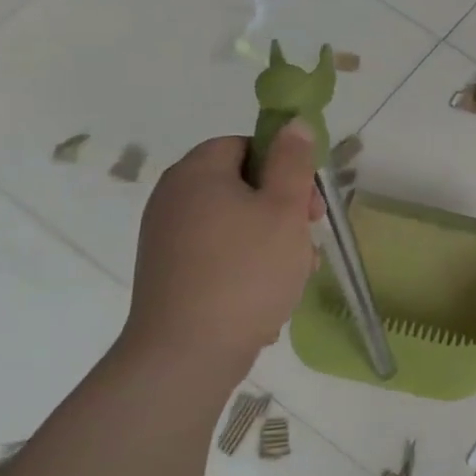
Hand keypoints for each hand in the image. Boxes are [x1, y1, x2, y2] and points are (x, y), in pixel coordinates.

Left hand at [118, 123, 323, 382]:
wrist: (188, 352)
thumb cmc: (246, 270)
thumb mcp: (285, 209)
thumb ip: (293, 162)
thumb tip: (293, 123)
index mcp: (197, 174)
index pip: (244, 144)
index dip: (283, 164)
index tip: (307, 199)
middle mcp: (174, 199)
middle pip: (241, 183)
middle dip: (283, 206)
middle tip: (307, 235)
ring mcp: (167, 238)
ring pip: (236, 221)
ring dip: (272, 238)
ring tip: (296, 271)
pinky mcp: (170, 272)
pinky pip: (219, 251)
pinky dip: (248, 262)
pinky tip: (269, 291)